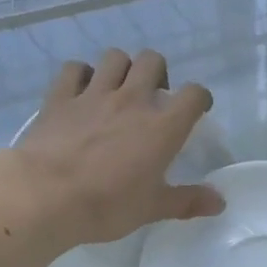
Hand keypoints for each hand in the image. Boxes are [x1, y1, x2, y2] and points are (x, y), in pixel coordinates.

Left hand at [10, 49, 223, 245]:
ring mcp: (93, 94)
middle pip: (152, 61)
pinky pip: (74, 69)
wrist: (46, 196)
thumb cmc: (108, 205)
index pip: (193, 94)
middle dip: (158, 72)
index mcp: (162, 127)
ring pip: (114, 57)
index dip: (200, 98)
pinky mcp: (60, 97)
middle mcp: (132, 100)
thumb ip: (188, 202)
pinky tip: (82, 91)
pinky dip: (81, 75)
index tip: (198, 109)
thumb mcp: (153, 209)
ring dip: (122, 68)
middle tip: (154, 96)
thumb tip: (220, 202)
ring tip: (119, 89)